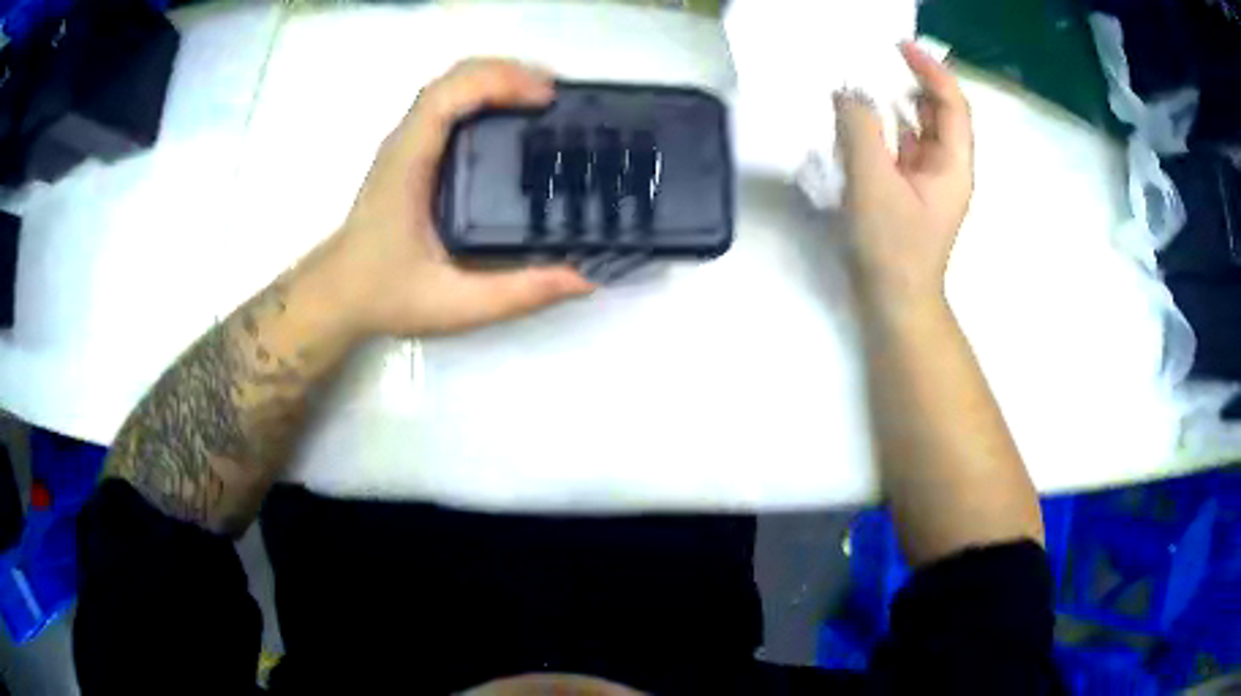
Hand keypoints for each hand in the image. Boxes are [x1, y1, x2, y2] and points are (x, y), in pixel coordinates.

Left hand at [330, 59, 593, 336]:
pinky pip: (448, 103)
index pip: (446, 97)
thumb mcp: (455, 304)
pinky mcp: (411, 150)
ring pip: (449, 85)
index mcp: (408, 166)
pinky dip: (483, 94)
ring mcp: (406, 143)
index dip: (498, 83)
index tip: (545, 97)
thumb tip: (583, 276)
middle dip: (507, 73)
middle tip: (555, 96)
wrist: (338, 294)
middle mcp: (405, 143)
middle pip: (452, 78)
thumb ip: (518, 292)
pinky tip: (510, 114)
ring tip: (541, 99)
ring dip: (496, 79)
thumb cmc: (385, 295)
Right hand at [835, 42, 973, 311]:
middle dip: (914, 81)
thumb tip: (849, 94)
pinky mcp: (909, 190)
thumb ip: (861, 131)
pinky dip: (883, 127)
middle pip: (939, 113)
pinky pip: (901, 147)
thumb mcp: (873, 184)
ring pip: (918, 129)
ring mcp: (928, 180)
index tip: (901, 47)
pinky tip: (860, 121)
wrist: (895, 302)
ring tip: (864, 82)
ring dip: (895, 103)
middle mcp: (947, 167)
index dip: (932, 71)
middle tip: (878, 59)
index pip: (953, 105)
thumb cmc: (892, 247)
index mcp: (954, 165)